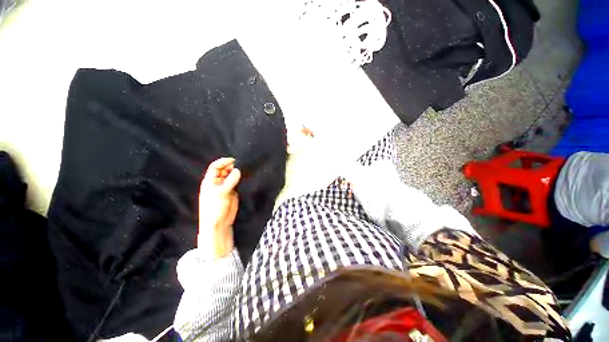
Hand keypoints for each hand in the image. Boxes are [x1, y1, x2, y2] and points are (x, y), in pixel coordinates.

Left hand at [199, 157, 240, 257]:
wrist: (219, 223)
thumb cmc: (214, 207)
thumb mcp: (221, 193)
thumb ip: (230, 181)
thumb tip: (238, 170)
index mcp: (210, 181)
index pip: (215, 167)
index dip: (223, 162)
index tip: (234, 160)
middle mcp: (217, 182)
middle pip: (224, 170)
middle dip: (231, 166)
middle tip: (241, 164)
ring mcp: (225, 187)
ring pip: (231, 176)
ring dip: (236, 172)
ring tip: (244, 169)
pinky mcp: (233, 191)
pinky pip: (236, 182)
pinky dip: (240, 179)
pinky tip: (245, 176)